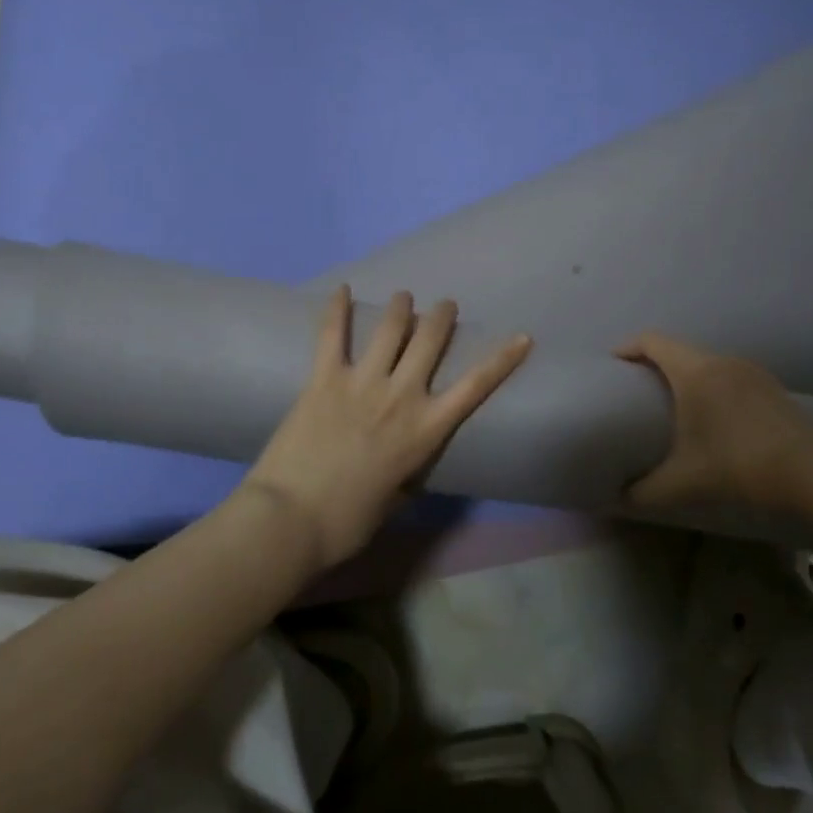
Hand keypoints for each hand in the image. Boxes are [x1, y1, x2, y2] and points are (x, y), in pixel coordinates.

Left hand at [241, 286, 531, 569]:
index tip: (522, 336)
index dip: (502, 359)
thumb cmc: (346, 522)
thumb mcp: (394, 498)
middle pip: (430, 341)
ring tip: (404, 297)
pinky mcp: (324, 377)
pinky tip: (341, 289)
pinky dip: (337, 309)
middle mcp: (401, 396)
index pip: (475, 386)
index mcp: (425, 431)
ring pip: (390, 328)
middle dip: (442, 316)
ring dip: (401, 307)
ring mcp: (362, 382)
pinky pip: (333, 334)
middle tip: (444, 306)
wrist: (290, 519)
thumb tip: (406, 459)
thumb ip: (406, 469)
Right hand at [615, 333, 812, 515]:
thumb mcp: (684, 483)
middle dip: (652, 361)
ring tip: (672, 400)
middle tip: (636, 386)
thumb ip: (644, 491)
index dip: (627, 347)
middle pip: (677, 347)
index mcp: (695, 372)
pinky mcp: (770, 386)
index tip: (612, 364)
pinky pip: (727, 372)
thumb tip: (616, 499)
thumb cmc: (740, 466)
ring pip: (704, 359)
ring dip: (683, 372)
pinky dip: (709, 382)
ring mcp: (750, 370)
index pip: (651, 341)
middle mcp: (721, 360)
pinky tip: (713, 413)